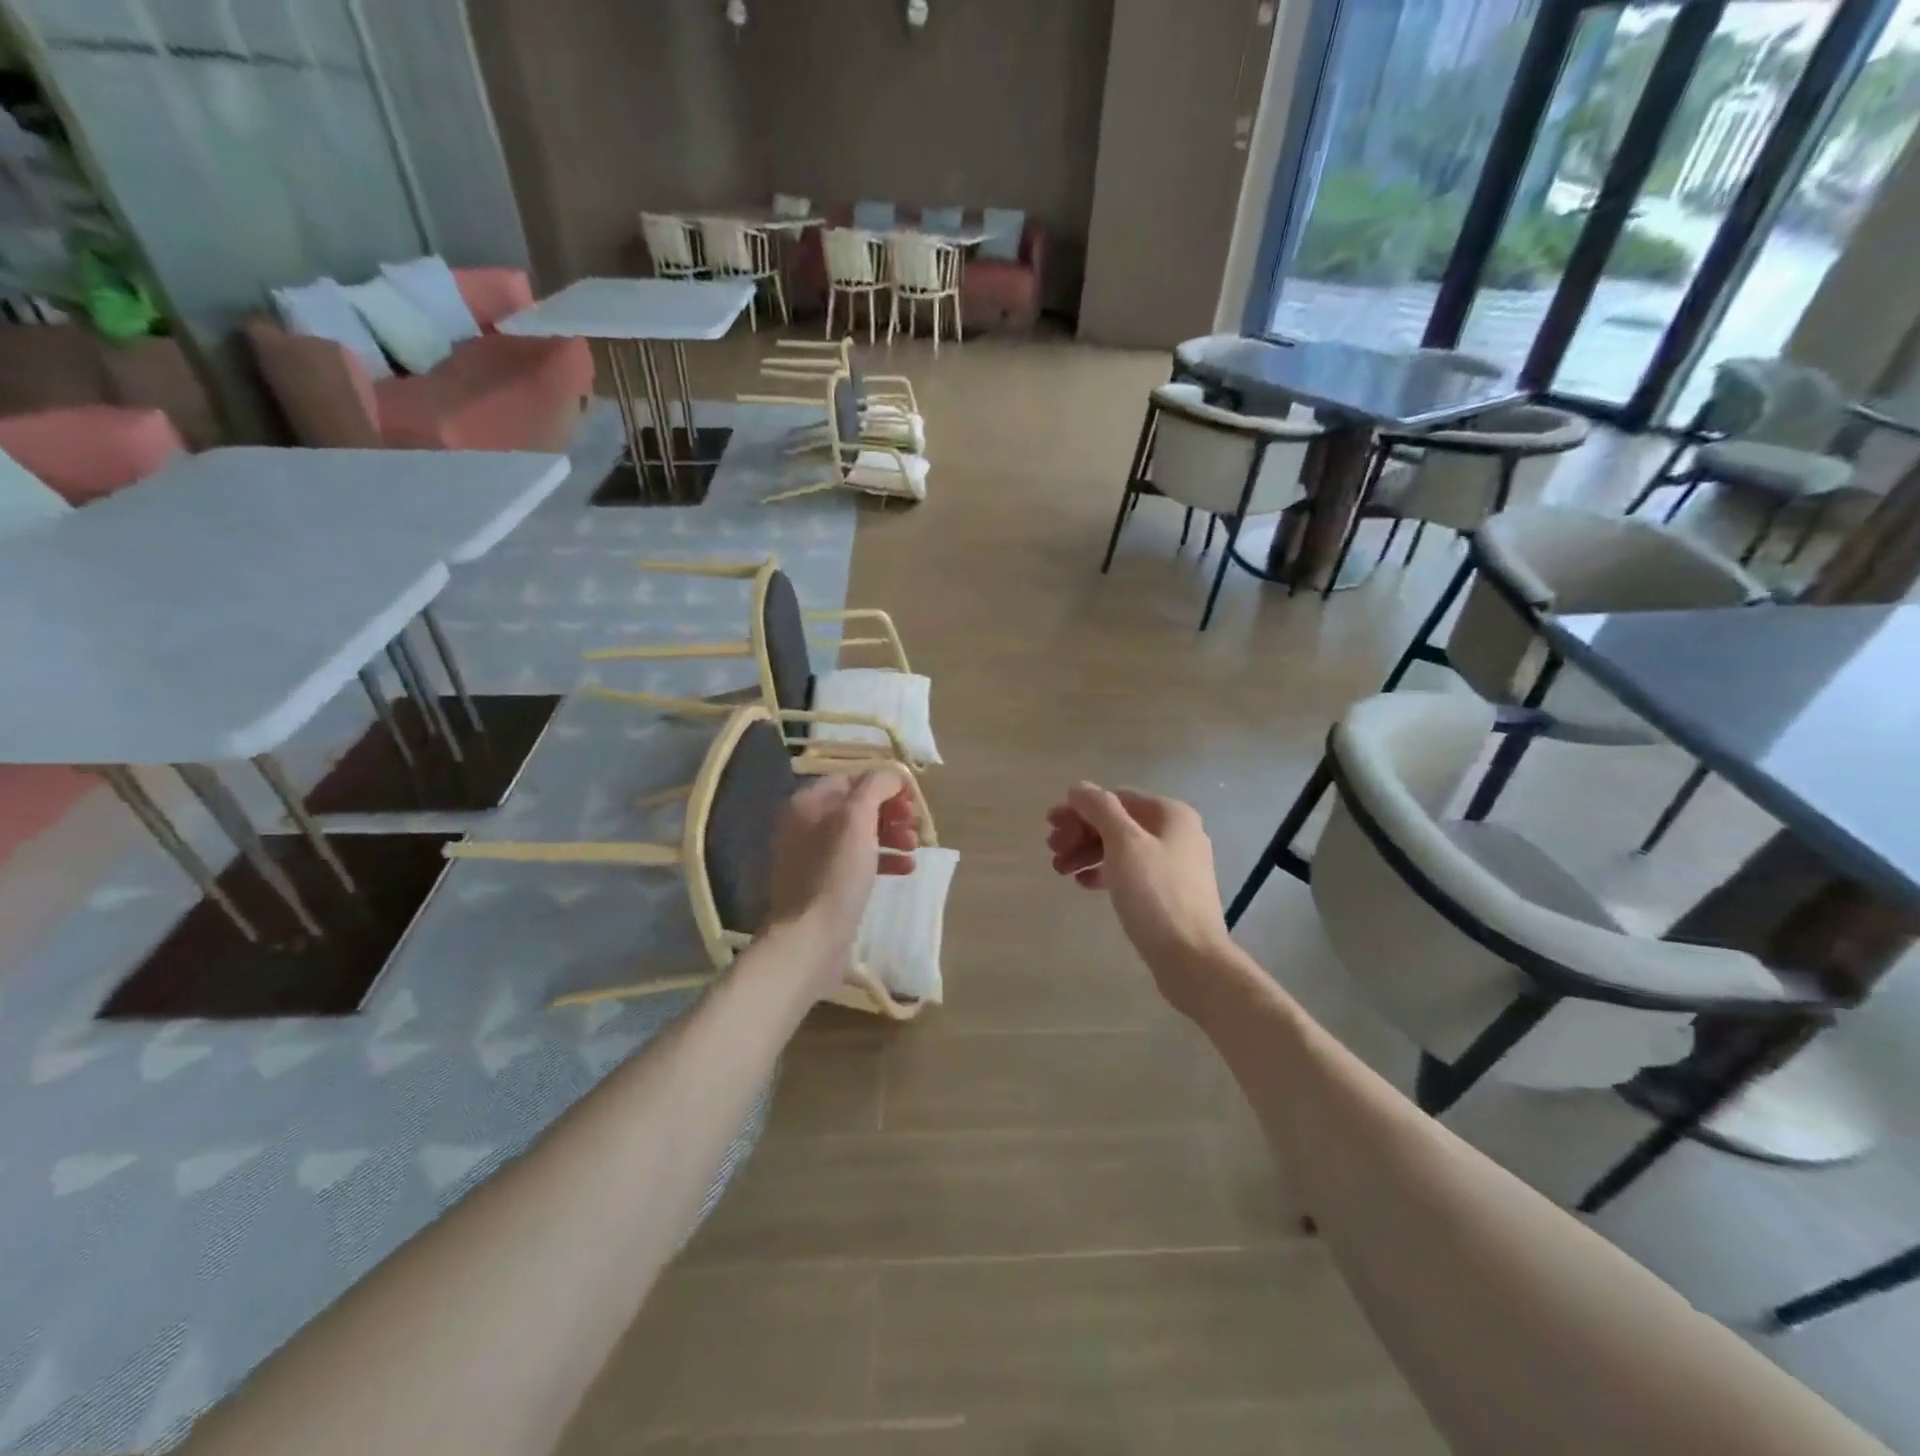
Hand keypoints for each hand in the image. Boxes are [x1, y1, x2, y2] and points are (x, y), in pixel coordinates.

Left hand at [765, 768, 918, 993]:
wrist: (811, 937)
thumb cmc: (835, 873)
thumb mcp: (857, 819)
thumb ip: (876, 787)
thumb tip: (892, 775)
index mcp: (807, 803)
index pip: (851, 779)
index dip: (884, 784)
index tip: (912, 799)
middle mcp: (805, 825)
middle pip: (857, 807)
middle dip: (891, 812)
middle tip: (915, 824)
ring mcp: (813, 857)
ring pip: (860, 834)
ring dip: (892, 835)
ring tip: (914, 846)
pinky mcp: (825, 884)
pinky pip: (858, 861)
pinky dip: (883, 859)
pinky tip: (906, 868)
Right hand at [1046, 783, 1235, 1017]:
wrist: (1192, 958)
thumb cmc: (1155, 894)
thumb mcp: (1123, 844)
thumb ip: (1099, 808)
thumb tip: (1079, 788)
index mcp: (1170, 814)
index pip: (1115, 798)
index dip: (1080, 809)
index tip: (1051, 828)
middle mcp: (1177, 833)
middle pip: (1118, 822)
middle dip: (1081, 833)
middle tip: (1052, 851)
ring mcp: (1175, 864)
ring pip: (1121, 848)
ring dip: (1087, 853)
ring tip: (1060, 870)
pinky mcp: (1169, 892)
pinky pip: (1130, 872)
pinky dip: (1105, 872)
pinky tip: (1083, 884)